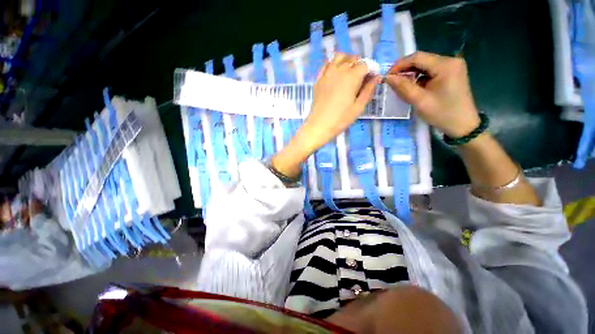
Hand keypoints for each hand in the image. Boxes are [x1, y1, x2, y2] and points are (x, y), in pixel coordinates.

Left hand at [271, 53, 379, 176]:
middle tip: (361, 77)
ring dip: (346, 60)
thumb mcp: (358, 107)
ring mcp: (326, 74)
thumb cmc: (340, 119)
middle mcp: (339, 70)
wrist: (319, 125)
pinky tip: (335, 73)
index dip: (370, 70)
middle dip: (360, 64)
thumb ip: (369, 90)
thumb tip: (376, 77)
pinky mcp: (318, 79)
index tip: (371, 79)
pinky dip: (333, 64)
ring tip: (348, 71)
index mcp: (352, 77)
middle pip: (352, 59)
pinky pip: (326, 64)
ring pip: (338, 57)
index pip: (365, 65)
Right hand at [385, 52, 479, 137]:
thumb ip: (403, 87)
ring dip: (411, 75)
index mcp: (445, 65)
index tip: (387, 77)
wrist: (463, 125)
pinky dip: (419, 78)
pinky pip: (430, 72)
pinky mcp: (451, 74)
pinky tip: (413, 88)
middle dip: (405, 70)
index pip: (417, 57)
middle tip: (391, 82)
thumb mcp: (420, 101)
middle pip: (422, 60)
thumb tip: (388, 78)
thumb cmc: (442, 113)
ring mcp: (452, 67)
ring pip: (425, 66)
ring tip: (400, 86)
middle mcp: (451, 61)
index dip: (399, 65)